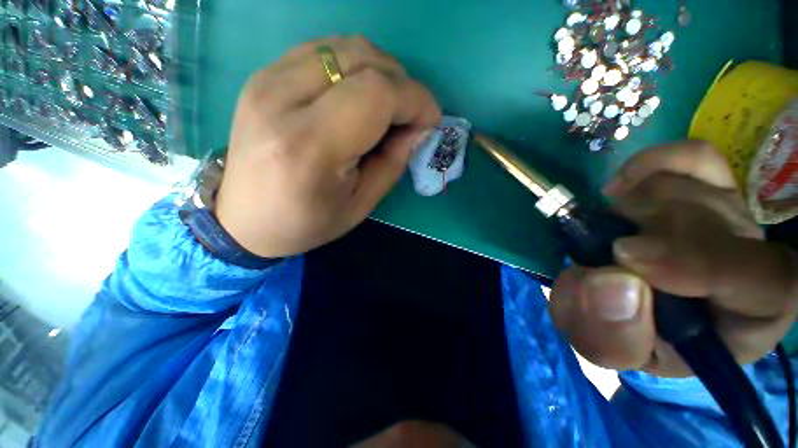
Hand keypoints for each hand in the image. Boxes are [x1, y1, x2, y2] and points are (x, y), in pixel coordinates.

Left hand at [216, 36, 440, 257]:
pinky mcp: (263, 76)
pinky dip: (353, 67)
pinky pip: (322, 51)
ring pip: (344, 47)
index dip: (414, 99)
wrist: (243, 219)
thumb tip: (417, 127)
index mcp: (310, 146)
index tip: (430, 119)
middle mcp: (282, 100)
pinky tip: (356, 96)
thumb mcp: (360, 205)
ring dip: (379, 71)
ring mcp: (267, 80)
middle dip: (401, 83)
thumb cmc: (306, 223)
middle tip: (409, 116)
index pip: (376, 93)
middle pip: (362, 59)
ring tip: (386, 106)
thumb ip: (393, 162)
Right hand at [550, 141, 797, 376]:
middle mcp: (755, 255)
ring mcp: (734, 213)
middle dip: (641, 236)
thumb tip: (604, 281)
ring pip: (685, 189)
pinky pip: (694, 157)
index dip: (698, 263)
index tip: (626, 257)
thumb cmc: (638, 336)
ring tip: (609, 237)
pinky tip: (621, 187)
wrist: (644, 308)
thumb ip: (609, 335)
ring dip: (629, 213)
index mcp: (751, 316)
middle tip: (603, 255)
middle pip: (710, 220)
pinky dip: (652, 164)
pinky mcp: (709, 186)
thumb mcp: (619, 352)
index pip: (765, 282)